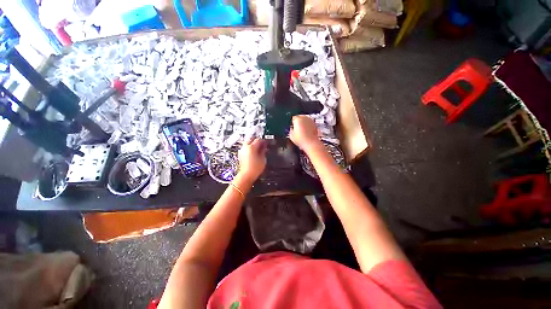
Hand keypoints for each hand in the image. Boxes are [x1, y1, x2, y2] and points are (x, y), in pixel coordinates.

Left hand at [237, 138, 266, 182]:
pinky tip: (254, 152)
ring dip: (253, 144)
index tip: (266, 143)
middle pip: (251, 139)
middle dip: (257, 140)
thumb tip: (264, 147)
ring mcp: (242, 151)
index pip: (258, 139)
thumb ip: (263, 150)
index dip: (263, 140)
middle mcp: (245, 147)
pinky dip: (250, 148)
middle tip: (262, 144)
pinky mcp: (241, 155)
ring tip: (258, 148)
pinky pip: (245, 148)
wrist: (246, 175)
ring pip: (247, 143)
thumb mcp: (263, 158)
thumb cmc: (254, 168)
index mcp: (251, 147)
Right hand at [289, 115, 321, 152]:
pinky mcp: (315, 124)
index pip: (294, 118)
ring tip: (302, 129)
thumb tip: (292, 129)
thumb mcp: (291, 135)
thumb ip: (291, 130)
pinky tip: (306, 131)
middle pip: (300, 117)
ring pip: (305, 119)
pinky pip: (310, 123)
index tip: (292, 126)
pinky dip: (308, 125)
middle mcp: (305, 118)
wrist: (311, 143)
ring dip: (303, 122)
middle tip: (297, 127)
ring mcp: (310, 121)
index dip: (292, 122)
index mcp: (298, 119)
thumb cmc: (301, 139)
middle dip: (298, 121)